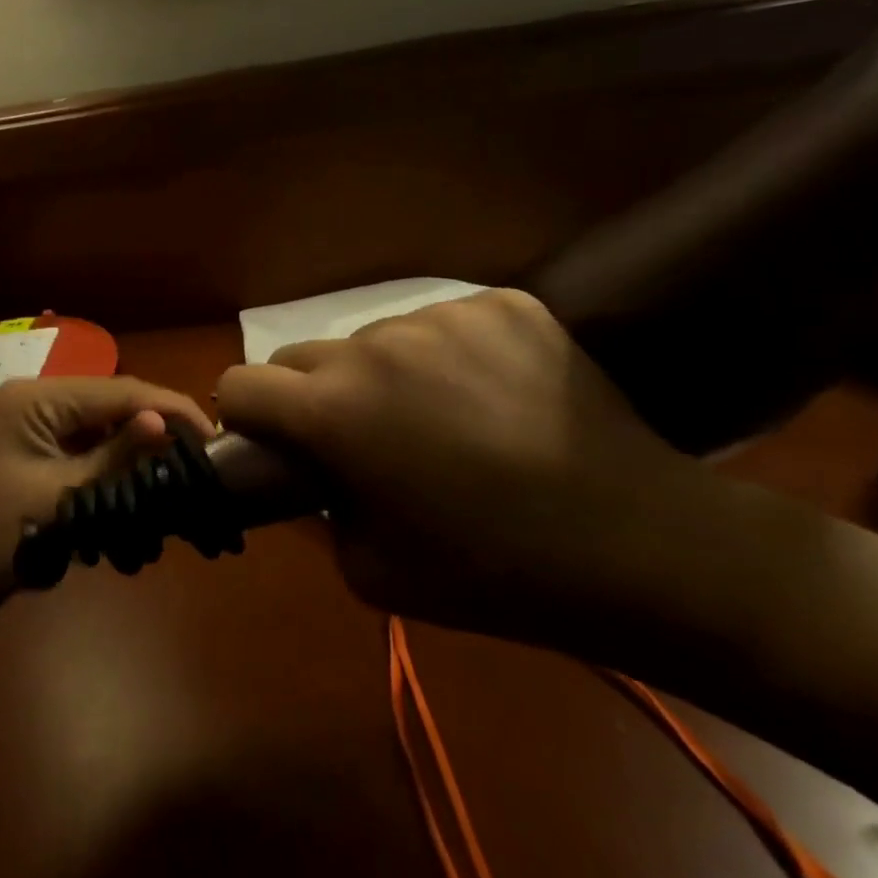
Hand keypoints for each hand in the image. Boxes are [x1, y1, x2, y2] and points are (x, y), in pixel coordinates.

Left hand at [0, 377, 212, 617]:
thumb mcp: (54, 497)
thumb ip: (113, 458)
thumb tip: (165, 422)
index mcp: (37, 397)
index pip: (122, 390)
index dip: (171, 410)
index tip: (215, 440)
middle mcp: (33, 402)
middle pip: (110, 407)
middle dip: (152, 435)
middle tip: (193, 467)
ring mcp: (25, 432)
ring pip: (95, 433)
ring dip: (128, 459)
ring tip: (166, 488)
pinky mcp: (23, 461)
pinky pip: (75, 455)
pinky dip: (102, 476)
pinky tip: (125, 501)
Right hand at [215, 290, 720, 645]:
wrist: (638, 545)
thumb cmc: (490, 573)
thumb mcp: (369, 570)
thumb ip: (315, 511)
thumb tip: (307, 471)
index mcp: (333, 411)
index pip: (239, 383)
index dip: (245, 417)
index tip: (274, 443)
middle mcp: (375, 346)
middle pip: (301, 356)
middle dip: (309, 397)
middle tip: (360, 441)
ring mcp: (443, 317)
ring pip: (374, 339)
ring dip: (382, 375)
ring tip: (441, 421)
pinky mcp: (502, 304)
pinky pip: (443, 324)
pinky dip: (447, 357)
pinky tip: (491, 397)